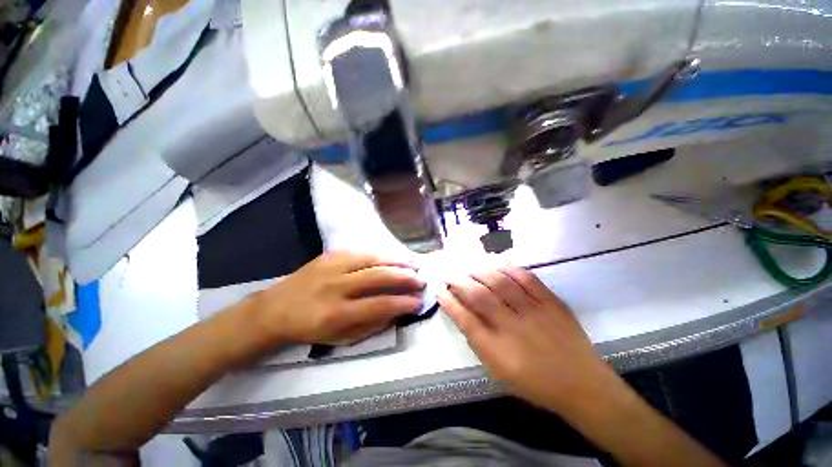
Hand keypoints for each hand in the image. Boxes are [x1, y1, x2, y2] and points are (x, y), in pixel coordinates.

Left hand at [253, 251, 424, 344]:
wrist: (275, 308)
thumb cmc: (309, 329)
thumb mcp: (339, 338)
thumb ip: (371, 324)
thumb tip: (397, 310)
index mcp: (336, 313)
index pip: (379, 305)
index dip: (403, 303)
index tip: (418, 301)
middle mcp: (335, 286)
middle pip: (378, 277)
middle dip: (405, 278)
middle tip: (421, 280)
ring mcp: (332, 266)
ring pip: (372, 259)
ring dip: (396, 262)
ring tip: (413, 265)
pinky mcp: (330, 254)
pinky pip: (362, 252)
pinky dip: (381, 255)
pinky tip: (393, 258)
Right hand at [439, 265, 622, 415]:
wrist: (582, 384)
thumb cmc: (535, 383)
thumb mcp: (499, 371)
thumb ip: (478, 341)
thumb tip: (462, 313)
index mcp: (498, 350)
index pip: (465, 319)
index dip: (449, 302)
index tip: (439, 290)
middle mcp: (514, 327)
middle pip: (479, 296)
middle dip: (459, 281)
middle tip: (449, 273)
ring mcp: (534, 312)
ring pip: (500, 282)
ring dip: (479, 270)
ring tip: (467, 265)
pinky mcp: (551, 302)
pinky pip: (527, 278)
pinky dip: (508, 267)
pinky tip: (495, 261)